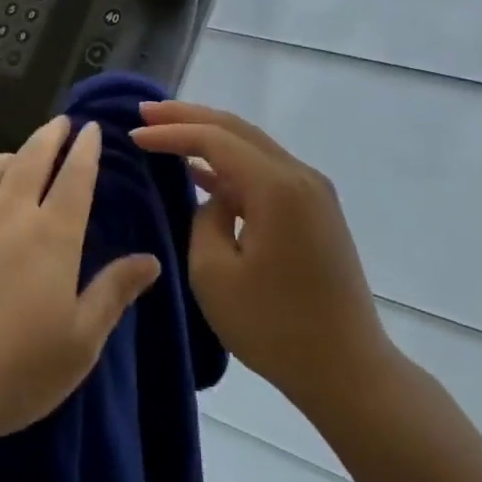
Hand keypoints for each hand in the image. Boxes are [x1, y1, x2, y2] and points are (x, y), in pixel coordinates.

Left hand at [0, 115, 160, 451]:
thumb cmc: (13, 367)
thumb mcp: (79, 343)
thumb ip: (113, 294)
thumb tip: (151, 260)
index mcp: (52, 235)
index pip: (75, 178)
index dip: (86, 151)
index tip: (91, 129)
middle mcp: (8, 213)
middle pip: (31, 159)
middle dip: (50, 136)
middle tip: (60, 122)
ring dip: (8, 157)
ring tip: (15, 157)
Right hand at [131, 101, 394, 415]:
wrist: (347, 370)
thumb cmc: (274, 326)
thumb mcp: (214, 273)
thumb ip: (205, 218)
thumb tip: (215, 198)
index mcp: (276, 187)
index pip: (214, 139)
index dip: (171, 132)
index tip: (134, 134)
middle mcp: (300, 176)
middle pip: (236, 129)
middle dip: (188, 116)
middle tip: (146, 110)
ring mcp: (313, 192)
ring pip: (252, 146)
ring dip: (209, 136)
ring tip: (167, 130)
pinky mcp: (315, 211)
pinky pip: (265, 171)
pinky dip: (231, 163)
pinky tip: (203, 170)